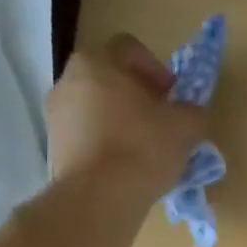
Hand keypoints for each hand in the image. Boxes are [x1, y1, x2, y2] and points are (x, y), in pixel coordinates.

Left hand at [44, 33, 206, 202]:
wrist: (99, 197)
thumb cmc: (143, 147)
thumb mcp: (186, 126)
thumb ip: (193, 112)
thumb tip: (190, 114)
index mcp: (97, 62)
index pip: (129, 48)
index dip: (157, 69)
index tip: (172, 96)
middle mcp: (68, 80)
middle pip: (109, 78)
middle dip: (137, 95)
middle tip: (161, 120)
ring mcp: (55, 115)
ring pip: (96, 107)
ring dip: (120, 120)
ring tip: (144, 148)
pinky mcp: (53, 147)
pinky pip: (86, 135)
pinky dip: (105, 143)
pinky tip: (125, 166)